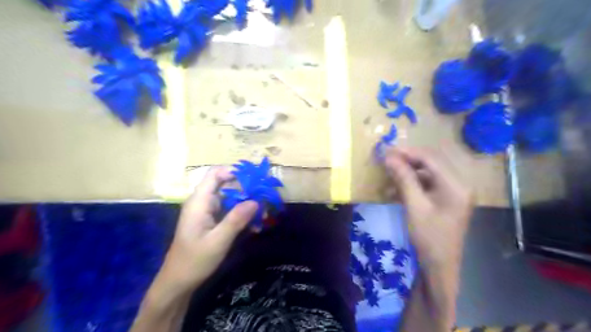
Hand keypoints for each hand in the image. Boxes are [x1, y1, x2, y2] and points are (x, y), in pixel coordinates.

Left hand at [156, 169, 258, 295]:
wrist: (179, 282)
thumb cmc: (194, 261)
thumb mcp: (218, 241)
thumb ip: (236, 220)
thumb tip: (256, 201)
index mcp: (199, 202)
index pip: (215, 174)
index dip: (234, 171)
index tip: (255, 179)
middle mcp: (204, 202)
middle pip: (227, 185)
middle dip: (247, 190)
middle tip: (265, 200)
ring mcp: (208, 211)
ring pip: (231, 198)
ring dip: (248, 205)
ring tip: (263, 216)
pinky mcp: (212, 221)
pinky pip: (230, 211)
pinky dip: (243, 215)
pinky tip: (254, 227)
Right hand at [386, 148, 473, 268]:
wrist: (439, 266)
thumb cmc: (428, 237)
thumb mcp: (414, 207)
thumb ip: (403, 179)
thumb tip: (388, 157)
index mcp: (456, 185)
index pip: (431, 158)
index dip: (407, 152)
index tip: (386, 150)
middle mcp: (459, 183)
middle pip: (431, 162)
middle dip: (408, 158)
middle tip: (386, 158)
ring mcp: (454, 191)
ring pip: (429, 171)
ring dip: (409, 170)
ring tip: (389, 172)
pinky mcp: (447, 198)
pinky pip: (429, 182)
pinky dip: (413, 182)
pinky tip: (397, 187)